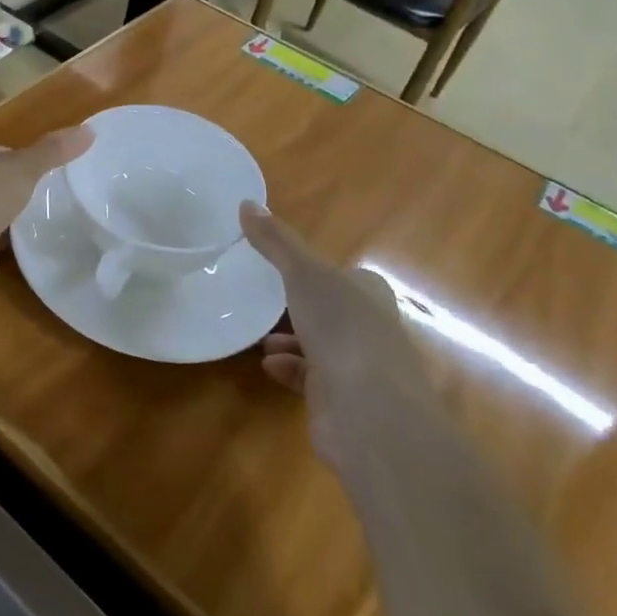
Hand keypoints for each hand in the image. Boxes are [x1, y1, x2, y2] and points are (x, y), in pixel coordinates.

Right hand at [241, 203, 425, 456]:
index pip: (345, 276)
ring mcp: (359, 368)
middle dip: (298, 308)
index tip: (284, 270)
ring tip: (261, 337)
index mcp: (369, 294)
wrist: (370, 413)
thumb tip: (246, 202)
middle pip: (330, 311)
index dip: (318, 272)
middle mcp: (370, 328)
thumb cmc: (342, 329)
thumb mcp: (303, 273)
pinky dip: (289, 369)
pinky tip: (269, 366)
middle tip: (262, 302)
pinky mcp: (342, 402)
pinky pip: (310, 379)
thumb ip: (275, 241)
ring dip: (290, 341)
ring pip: (319, 346)